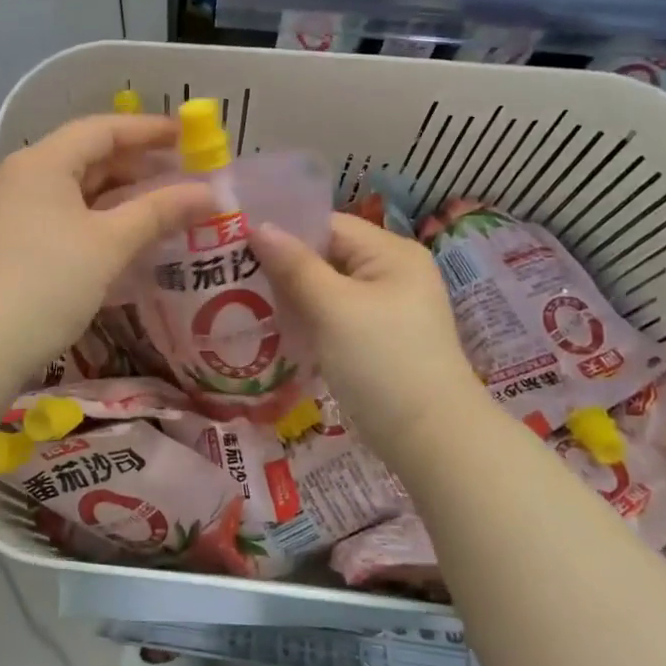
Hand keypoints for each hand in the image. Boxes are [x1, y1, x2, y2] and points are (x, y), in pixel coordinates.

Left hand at [0, 115, 213, 378]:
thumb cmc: (46, 282)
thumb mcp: (109, 244)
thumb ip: (159, 212)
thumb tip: (208, 192)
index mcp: (43, 162)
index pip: (102, 129)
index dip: (148, 130)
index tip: (188, 136)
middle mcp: (24, 178)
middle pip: (87, 157)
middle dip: (137, 165)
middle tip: (183, 176)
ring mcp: (13, 212)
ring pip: (76, 191)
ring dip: (119, 197)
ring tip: (163, 207)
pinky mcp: (11, 245)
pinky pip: (64, 218)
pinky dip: (98, 221)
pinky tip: (125, 239)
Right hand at [251, 213, 484, 465]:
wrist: (432, 440)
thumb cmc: (382, 362)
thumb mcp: (333, 308)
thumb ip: (295, 265)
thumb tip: (259, 226)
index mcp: (392, 252)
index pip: (328, 225)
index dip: (285, 231)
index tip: (238, 244)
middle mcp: (393, 273)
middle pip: (327, 255)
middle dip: (283, 265)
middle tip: (233, 275)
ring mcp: (387, 308)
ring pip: (328, 288)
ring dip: (292, 294)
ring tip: (245, 300)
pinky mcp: (379, 339)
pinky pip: (335, 315)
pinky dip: (308, 318)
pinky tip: (276, 328)